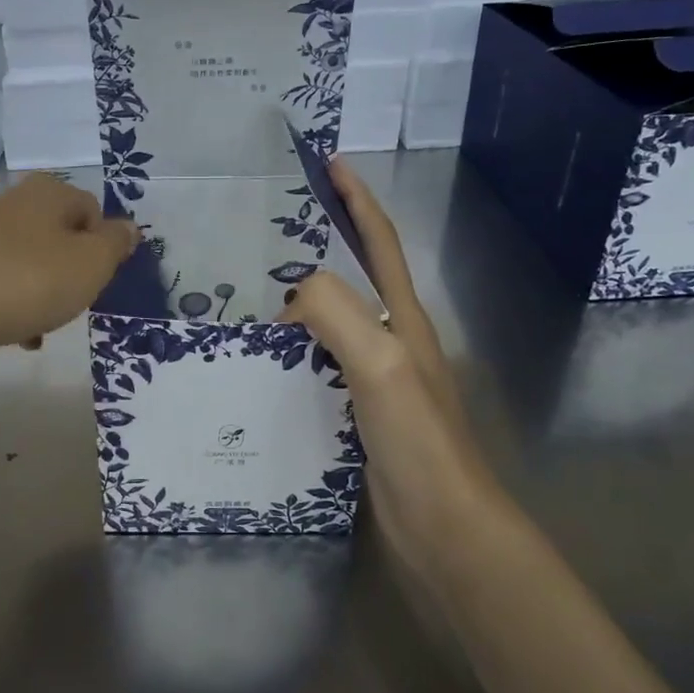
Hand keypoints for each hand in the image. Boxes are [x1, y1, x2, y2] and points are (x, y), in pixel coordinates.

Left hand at [0, 173, 138, 354]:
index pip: (94, 212)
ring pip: (31, 262)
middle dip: (71, 274)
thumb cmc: (27, 281)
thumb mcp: (91, 264)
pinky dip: (12, 303)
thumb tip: (128, 227)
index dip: (102, 249)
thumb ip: (116, 244)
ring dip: (43, 293)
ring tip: (39, 328)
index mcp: (50, 192)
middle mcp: (14, 201)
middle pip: (61, 238)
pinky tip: (11, 333)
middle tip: (70, 303)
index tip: (94, 281)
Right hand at [281, 159, 492, 573]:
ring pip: (332, 325)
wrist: (444, 528)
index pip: (378, 242)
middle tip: (267, 235)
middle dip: (320, 246)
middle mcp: (392, 341)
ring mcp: (375, 380)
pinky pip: (317, 368)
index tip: (329, 164)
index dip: (356, 200)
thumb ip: (338, 313)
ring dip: (299, 305)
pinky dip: (291, 354)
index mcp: (403, 319)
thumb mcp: (381, 362)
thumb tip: (291, 298)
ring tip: (249, 297)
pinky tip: (261, 364)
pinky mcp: (357, 415)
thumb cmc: (419, 441)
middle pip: (354, 278)